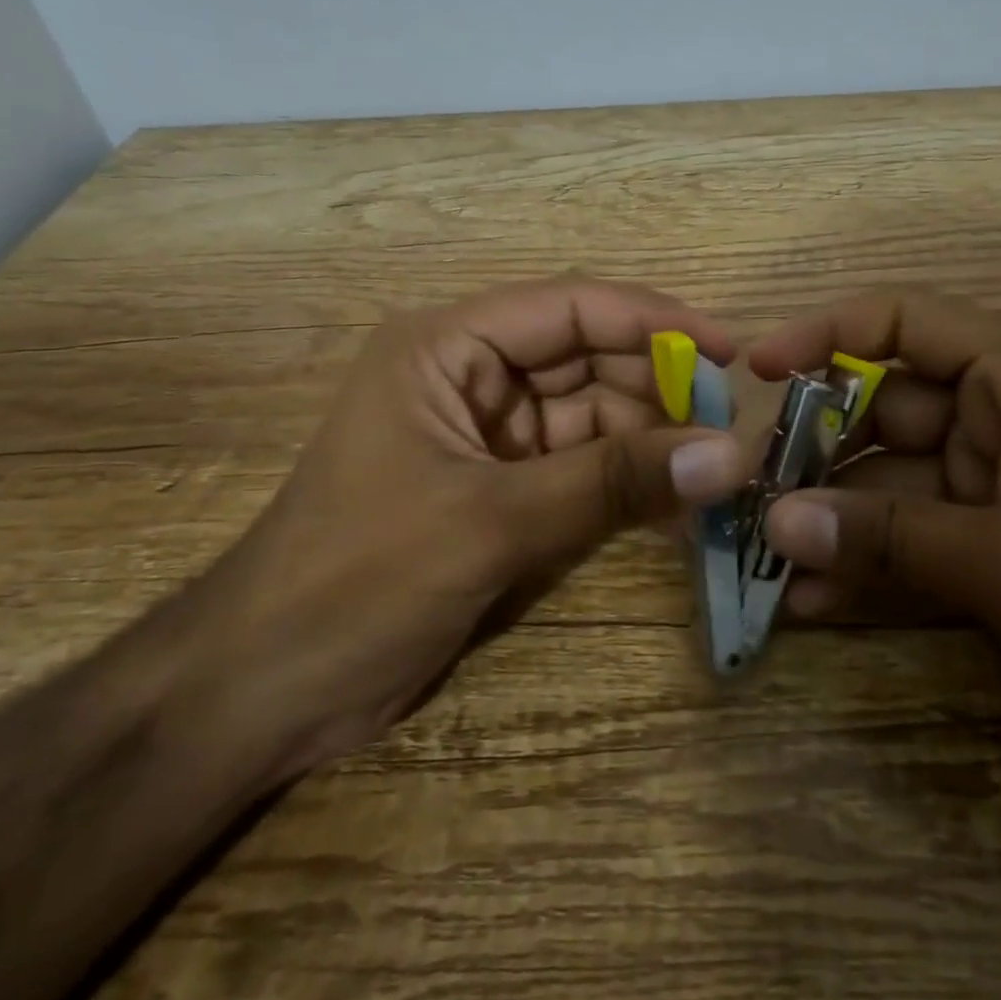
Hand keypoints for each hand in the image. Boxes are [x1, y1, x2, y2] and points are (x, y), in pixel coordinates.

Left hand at [195, 276, 749, 763]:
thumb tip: (730, 455)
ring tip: (719, 474)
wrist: (266, 691)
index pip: (570, 308)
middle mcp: (472, 377)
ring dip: (652, 443)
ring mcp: (490, 438)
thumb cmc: (358, 580)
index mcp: (448, 348)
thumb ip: (612, 484)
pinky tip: (678, 509)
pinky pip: (584, 472)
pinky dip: (628, 486)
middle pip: (589, 361)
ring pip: (594, 419)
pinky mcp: (503, 492)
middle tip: (733, 431)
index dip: (655, 322)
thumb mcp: (490, 521)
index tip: (731, 352)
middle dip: (660, 391)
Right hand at [751, 290, 1000, 775]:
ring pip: (894, 486)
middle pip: (884, 411)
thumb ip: (887, 538)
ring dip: (835, 520)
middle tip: (743, 493)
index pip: (903, 322)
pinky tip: (812, 601)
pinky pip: (919, 543)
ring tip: (763, 557)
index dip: (823, 334)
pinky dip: (873, 566)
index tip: (757, 371)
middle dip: (816, 453)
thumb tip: (776, 522)